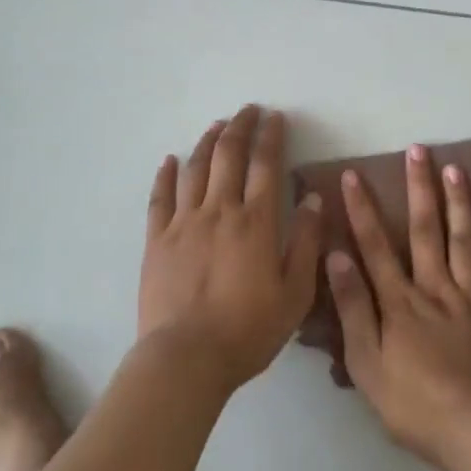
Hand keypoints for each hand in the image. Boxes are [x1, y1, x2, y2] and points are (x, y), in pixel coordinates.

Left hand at [140, 105, 324, 392]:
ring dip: (208, 142)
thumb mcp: (295, 294)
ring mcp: (184, 223)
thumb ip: (306, 243)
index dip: (272, 136)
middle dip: (241, 127)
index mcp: (256, 221)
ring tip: (217, 125)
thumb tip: (313, 199)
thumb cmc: (247, 330)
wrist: (185, 360)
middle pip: (229, 155)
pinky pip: (160, 198)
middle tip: (248, 110)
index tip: (276, 117)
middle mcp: (220, 210)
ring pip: (196, 168)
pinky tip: (171, 160)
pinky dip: (166, 174)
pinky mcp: (156, 240)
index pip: (266, 164)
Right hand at [328, 144, 470, 470]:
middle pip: (425, 229)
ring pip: (464, 240)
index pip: (375, 245)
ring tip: (455, 167)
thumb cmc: (411, 404)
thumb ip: (353, 307)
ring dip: (459, 201)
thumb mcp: (365, 363)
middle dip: (419, 187)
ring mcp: (470, 297)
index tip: (353, 174)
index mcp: (400, 300)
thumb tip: (336, 256)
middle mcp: (434, 287)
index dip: (362, 209)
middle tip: (418, 149)